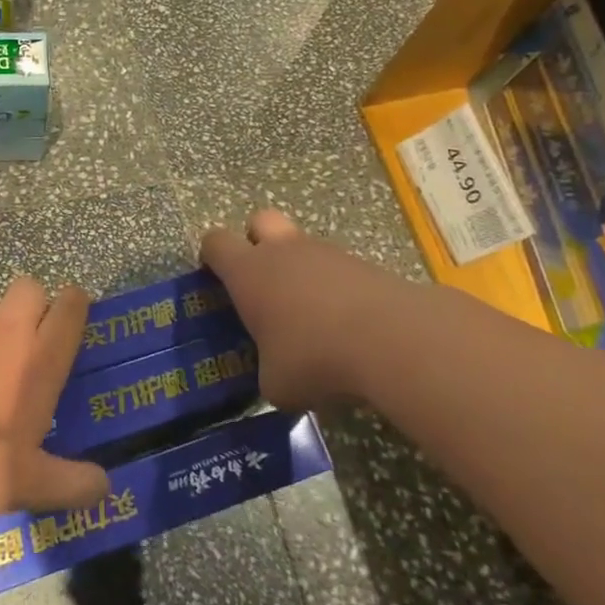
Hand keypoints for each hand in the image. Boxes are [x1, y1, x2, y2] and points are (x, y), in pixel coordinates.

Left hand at [0, 277, 110, 517]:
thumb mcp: (26, 484)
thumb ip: (70, 484)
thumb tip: (105, 487)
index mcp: (38, 358)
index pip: (70, 310)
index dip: (75, 304)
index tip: (74, 308)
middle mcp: (3, 326)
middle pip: (28, 287)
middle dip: (28, 302)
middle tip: (17, 333)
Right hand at [200, 209, 389, 408]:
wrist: (393, 341)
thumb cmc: (314, 357)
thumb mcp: (276, 383)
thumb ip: (267, 371)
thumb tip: (277, 375)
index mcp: (248, 271)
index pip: (215, 242)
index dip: (211, 257)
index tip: (214, 279)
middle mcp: (284, 251)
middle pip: (260, 221)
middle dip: (256, 242)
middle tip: (261, 281)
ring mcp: (328, 253)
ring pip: (304, 247)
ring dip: (301, 271)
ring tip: (312, 319)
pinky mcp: (366, 266)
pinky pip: (340, 270)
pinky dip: (337, 291)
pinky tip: (348, 328)